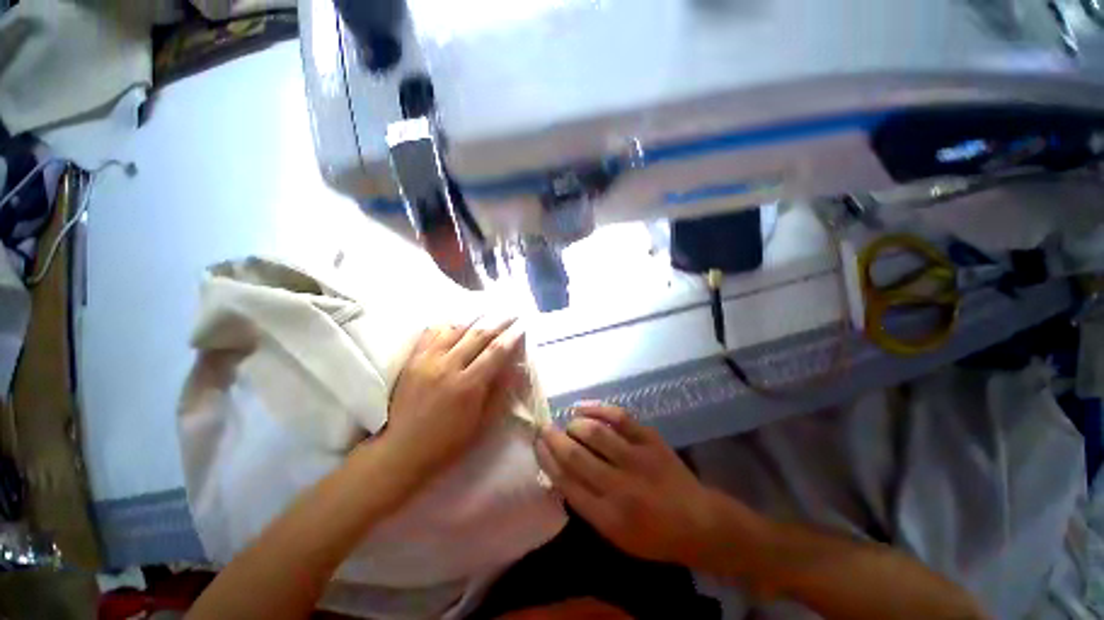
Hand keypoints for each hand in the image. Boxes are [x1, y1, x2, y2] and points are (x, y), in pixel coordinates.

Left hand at [382, 316, 525, 484]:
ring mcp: (427, 360)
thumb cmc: (449, 441)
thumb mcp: (482, 423)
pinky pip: (430, 334)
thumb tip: (517, 368)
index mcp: (468, 384)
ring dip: (474, 318)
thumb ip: (501, 392)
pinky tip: (455, 322)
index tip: (522, 326)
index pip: (496, 352)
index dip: (511, 336)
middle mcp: (448, 366)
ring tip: (487, 311)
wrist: (403, 449)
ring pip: (455, 329)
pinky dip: (446, 324)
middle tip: (510, 313)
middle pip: (478, 335)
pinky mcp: (412, 360)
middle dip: (498, 321)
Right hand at [535, 404, 725, 565]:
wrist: (699, 522)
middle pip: (575, 455)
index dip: (547, 459)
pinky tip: (583, 408)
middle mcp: (619, 486)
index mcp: (608, 516)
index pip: (566, 482)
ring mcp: (637, 458)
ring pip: (594, 432)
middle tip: (543, 428)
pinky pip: (618, 417)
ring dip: (574, 425)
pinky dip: (597, 408)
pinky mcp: (650, 439)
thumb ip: (586, 505)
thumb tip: (560, 472)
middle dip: (553, 438)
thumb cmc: (654, 536)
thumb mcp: (615, 536)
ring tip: (567, 424)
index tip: (537, 445)